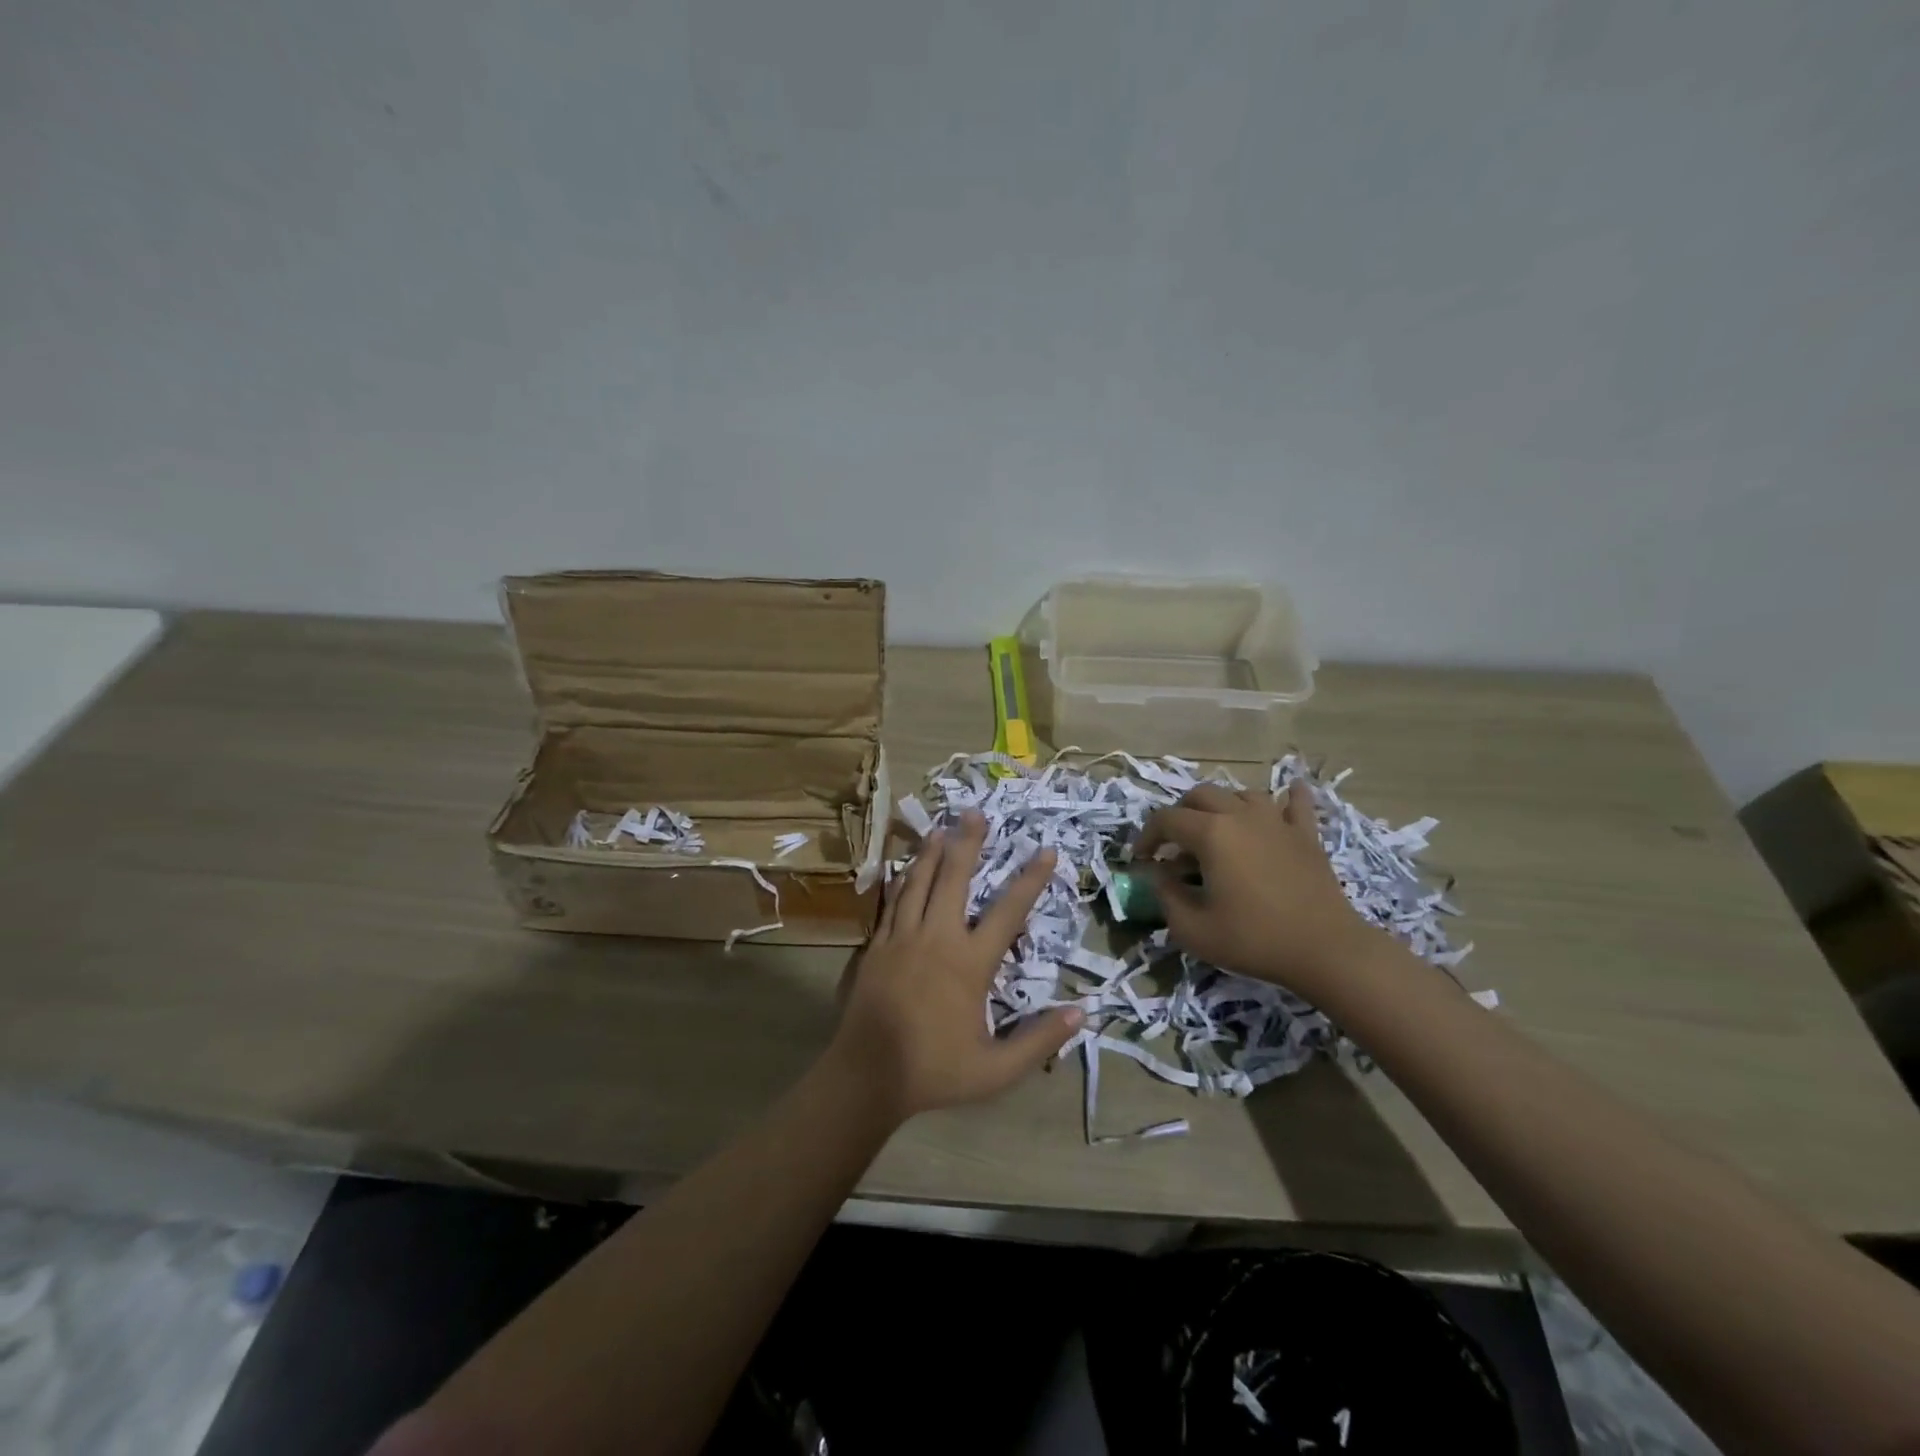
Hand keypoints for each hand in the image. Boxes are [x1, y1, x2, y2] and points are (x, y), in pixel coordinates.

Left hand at [828, 811, 1083, 1121]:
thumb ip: (1039, 1041)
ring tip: (941, 827)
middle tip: (975, 812)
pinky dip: (903, 879)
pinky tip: (905, 867)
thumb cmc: (933, 1071)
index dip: (1030, 879)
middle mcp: (937, 938)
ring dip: (932, 852)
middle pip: (954, 878)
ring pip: (919, 881)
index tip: (1045, 850)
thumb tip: (1082, 1014)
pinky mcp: (878, 944)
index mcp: (969, 963)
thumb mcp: (996, 1070)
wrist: (866, 1076)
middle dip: (967, 843)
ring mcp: (902, 937)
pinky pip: (893, 901)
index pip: (1008, 911)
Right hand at [1136, 780, 1381, 999]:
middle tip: (1175, 844)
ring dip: (1222, 807)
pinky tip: (1288, 794)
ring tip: (1217, 830)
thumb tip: (1159, 876)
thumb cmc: (1254, 940)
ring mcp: (1277, 821)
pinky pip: (1296, 803)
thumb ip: (1166, 897)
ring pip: (1242, 794)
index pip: (1166, 820)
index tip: (1141, 859)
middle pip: (1201, 795)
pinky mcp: (1306, 835)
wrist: (1326, 951)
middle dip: (1180, 814)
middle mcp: (1241, 816)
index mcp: (1211, 834)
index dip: (1147, 836)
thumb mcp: (1193, 930)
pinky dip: (1288, 796)